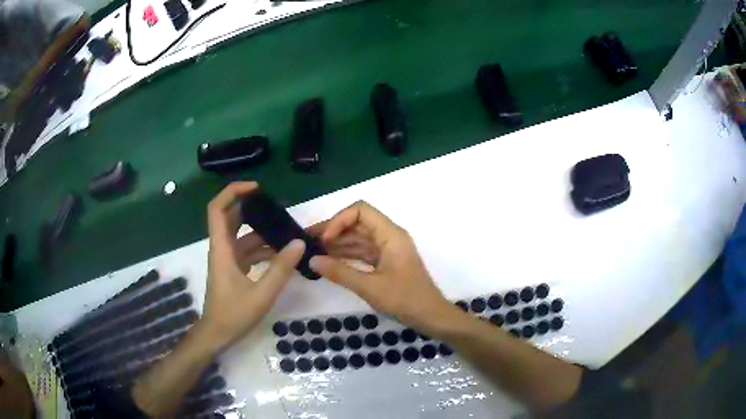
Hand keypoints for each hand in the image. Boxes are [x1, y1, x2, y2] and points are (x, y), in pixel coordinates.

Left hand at [202, 182, 305, 351]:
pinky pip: (246, 251)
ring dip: (260, 231)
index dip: (233, 192)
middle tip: (275, 206)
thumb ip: (280, 268)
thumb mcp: (261, 294)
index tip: (256, 189)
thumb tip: (299, 243)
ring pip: (241, 235)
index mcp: (222, 249)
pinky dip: (261, 248)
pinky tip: (281, 254)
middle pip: (230, 217)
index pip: (217, 209)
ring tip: (286, 230)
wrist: (217, 334)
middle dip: (251, 208)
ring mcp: (226, 260)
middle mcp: (222, 249)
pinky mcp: (232, 270)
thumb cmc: (233, 314)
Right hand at [309, 201, 452, 331]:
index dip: (339, 220)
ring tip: (313, 253)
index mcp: (390, 235)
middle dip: (332, 231)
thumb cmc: (405, 299)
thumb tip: (311, 260)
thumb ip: (340, 272)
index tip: (324, 239)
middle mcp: (389, 237)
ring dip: (337, 244)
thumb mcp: (369, 287)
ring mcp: (388, 250)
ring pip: (358, 239)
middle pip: (357, 223)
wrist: (430, 316)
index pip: (361, 211)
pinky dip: (346, 256)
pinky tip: (329, 262)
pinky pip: (362, 253)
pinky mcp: (385, 263)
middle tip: (307, 242)